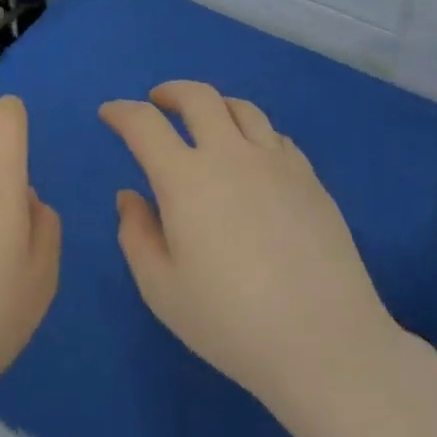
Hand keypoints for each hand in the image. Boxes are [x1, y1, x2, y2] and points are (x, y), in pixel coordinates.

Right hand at [100, 82, 399, 414]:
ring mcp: (276, 163)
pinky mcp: (310, 179)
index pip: (144, 124)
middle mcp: (230, 156)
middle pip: (198, 97)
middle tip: (157, 101)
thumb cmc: (231, 322)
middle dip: (170, 92)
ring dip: (214, 105)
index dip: (121, 112)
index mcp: (185, 179)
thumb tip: (131, 196)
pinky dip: (252, 133)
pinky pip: (275, 136)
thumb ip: (136, 235)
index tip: (110, 114)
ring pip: (242, 108)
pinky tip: (251, 157)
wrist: (326, 344)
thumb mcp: (161, 289)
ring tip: (206, 122)